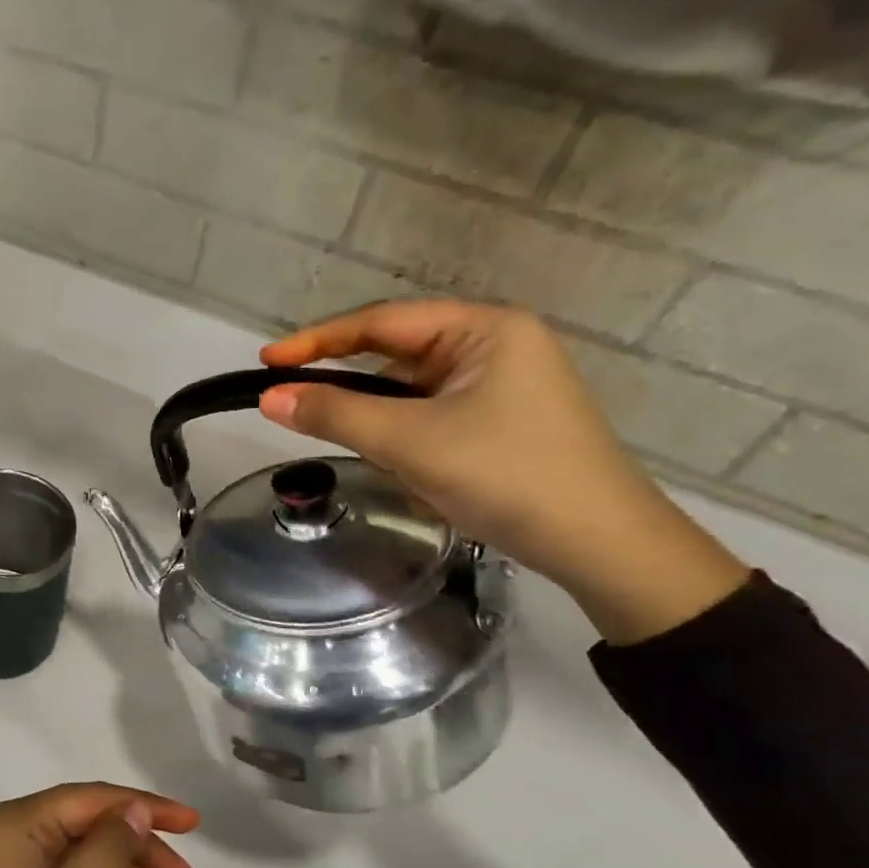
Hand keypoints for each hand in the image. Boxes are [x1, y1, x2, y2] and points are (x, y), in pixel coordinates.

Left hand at [0, 783, 198, 867]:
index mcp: (17, 819)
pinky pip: (55, 865)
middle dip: (136, 838)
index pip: (93, 797)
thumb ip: (106, 850)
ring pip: (72, 843)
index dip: (146, 806)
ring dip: (117, 860)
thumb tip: (136, 809)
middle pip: (84, 817)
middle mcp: (6, 826)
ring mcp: (0, 856)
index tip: (193, 822)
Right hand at [258, 300, 748, 643]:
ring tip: (367, 453)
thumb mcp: (410, 442)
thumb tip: (269, 398)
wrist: (601, 545)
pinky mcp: (502, 422)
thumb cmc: (506, 476)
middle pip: (396, 355)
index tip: (267, 360)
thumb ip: (335, 414)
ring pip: (412, 392)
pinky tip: (407, 470)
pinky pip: (433, 418)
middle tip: (296, 408)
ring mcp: (502, 386)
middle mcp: (495, 346)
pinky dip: (408, 439)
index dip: (317, 340)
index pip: (381, 321)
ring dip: (382, 422)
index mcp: (483, 329)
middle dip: (352, 387)